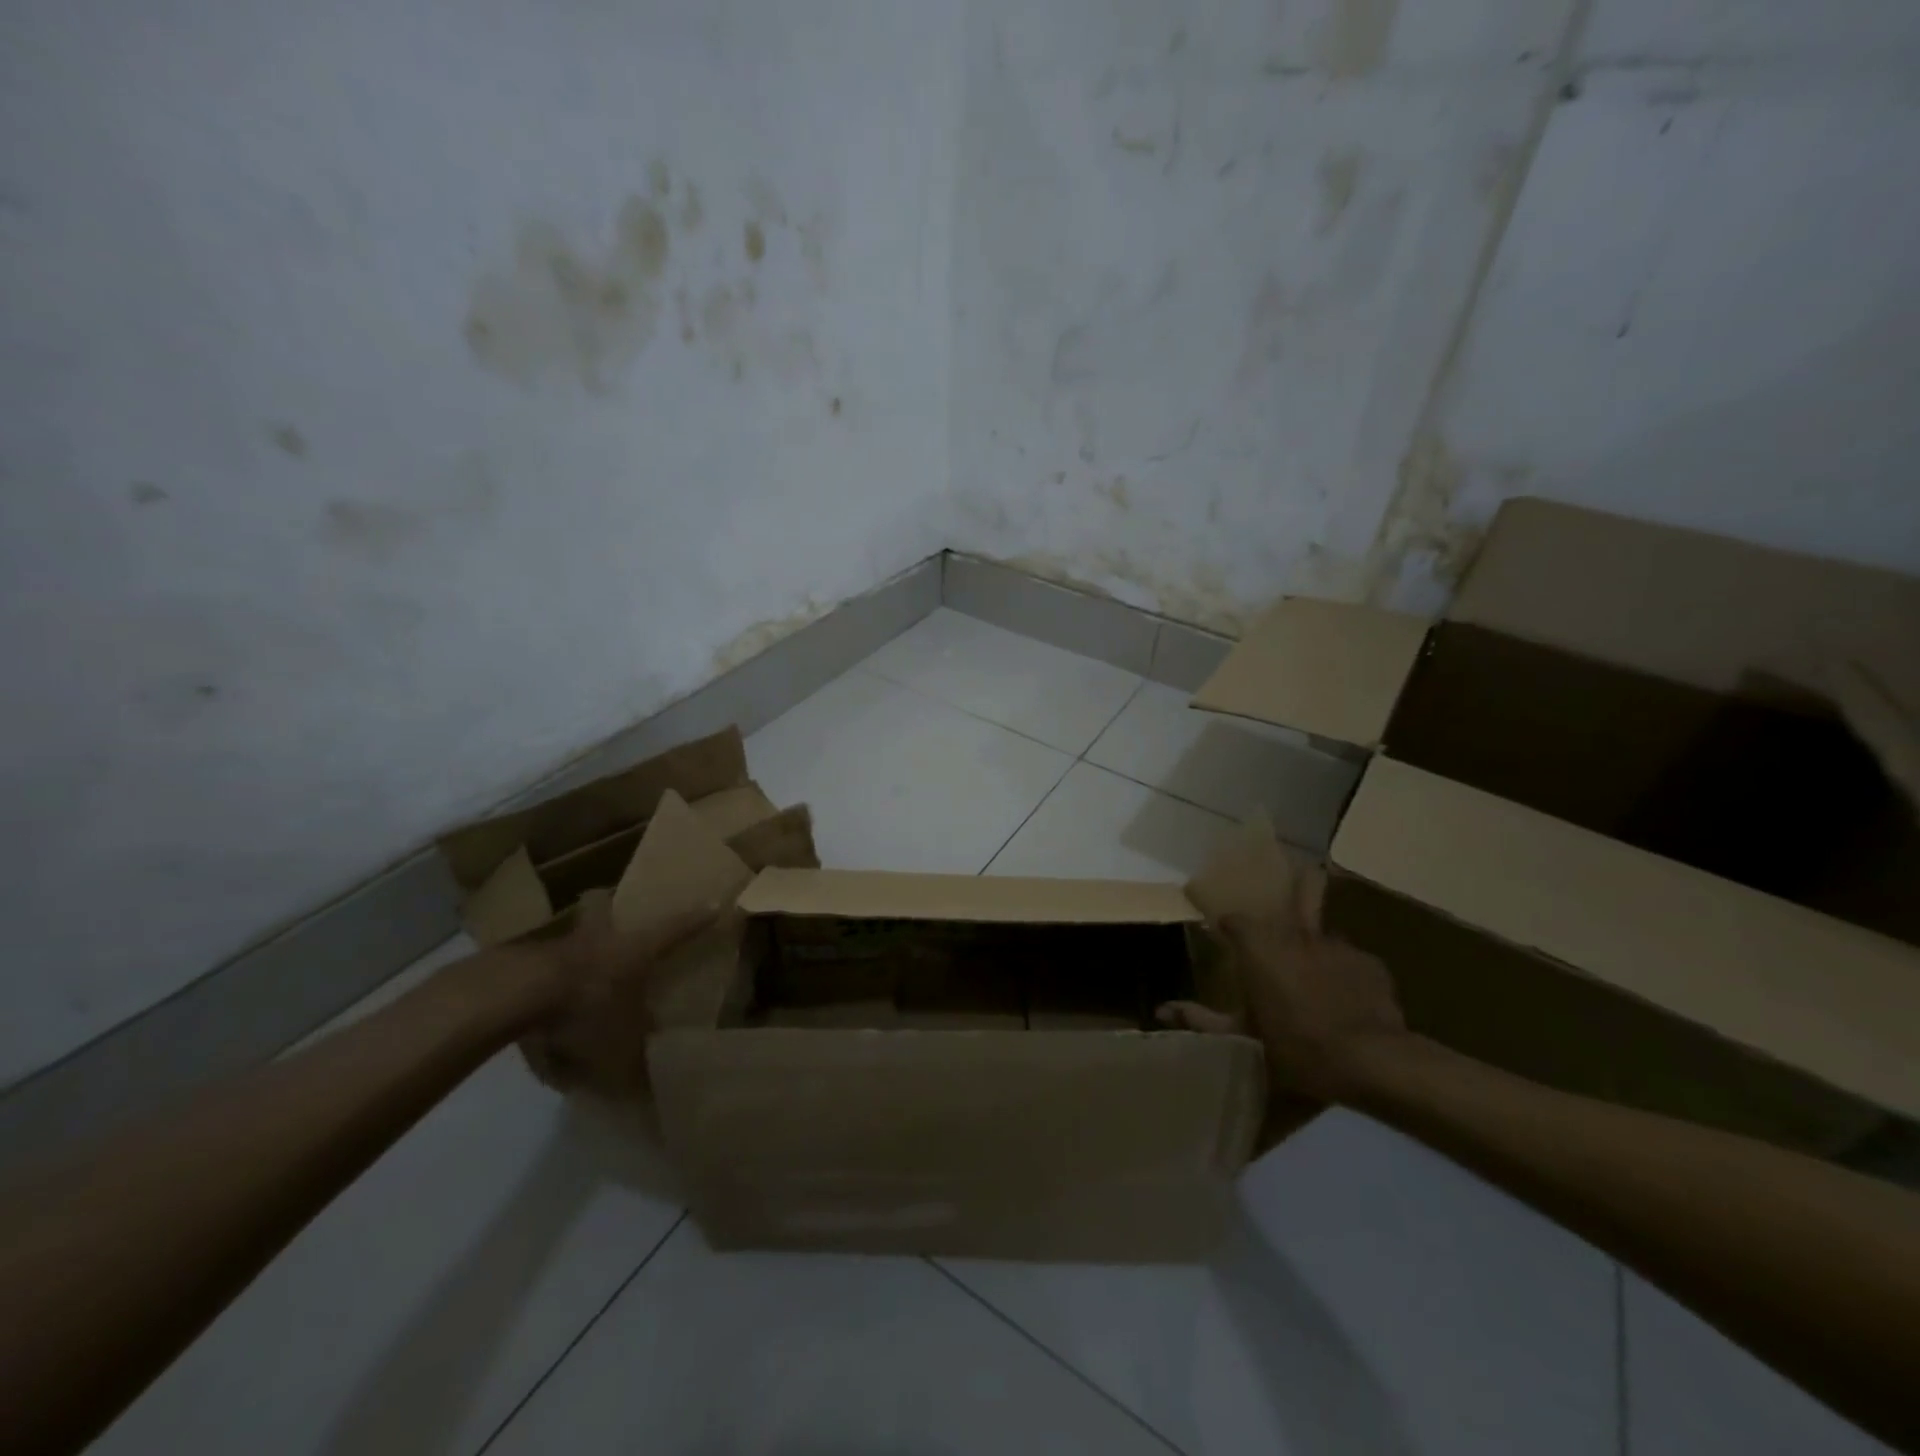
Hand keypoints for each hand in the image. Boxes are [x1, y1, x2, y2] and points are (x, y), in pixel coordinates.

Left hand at [515, 893, 719, 1097]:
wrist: (511, 997)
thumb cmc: (584, 1013)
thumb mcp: (619, 1054)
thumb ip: (638, 1073)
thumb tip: (656, 1104)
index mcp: (635, 951)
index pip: (676, 929)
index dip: (696, 919)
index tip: (714, 903)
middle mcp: (600, 939)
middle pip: (604, 908)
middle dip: (609, 911)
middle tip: (614, 923)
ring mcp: (557, 946)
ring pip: (570, 936)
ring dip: (573, 950)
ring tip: (573, 979)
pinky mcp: (518, 962)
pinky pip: (536, 969)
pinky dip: (540, 985)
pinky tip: (536, 1014)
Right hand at [1159, 917, 1407, 1103]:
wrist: (1372, 1060)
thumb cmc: (1297, 1047)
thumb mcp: (1243, 1038)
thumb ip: (1201, 1020)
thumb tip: (1160, 1010)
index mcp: (1259, 947)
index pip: (1235, 921)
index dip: (1230, 930)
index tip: (1227, 942)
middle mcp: (1294, 934)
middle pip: (1277, 926)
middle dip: (1272, 942)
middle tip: (1270, 969)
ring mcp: (1336, 944)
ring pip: (1314, 941)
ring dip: (1308, 957)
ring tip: (1311, 987)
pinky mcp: (1369, 961)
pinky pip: (1348, 960)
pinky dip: (1341, 974)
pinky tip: (1345, 1000)